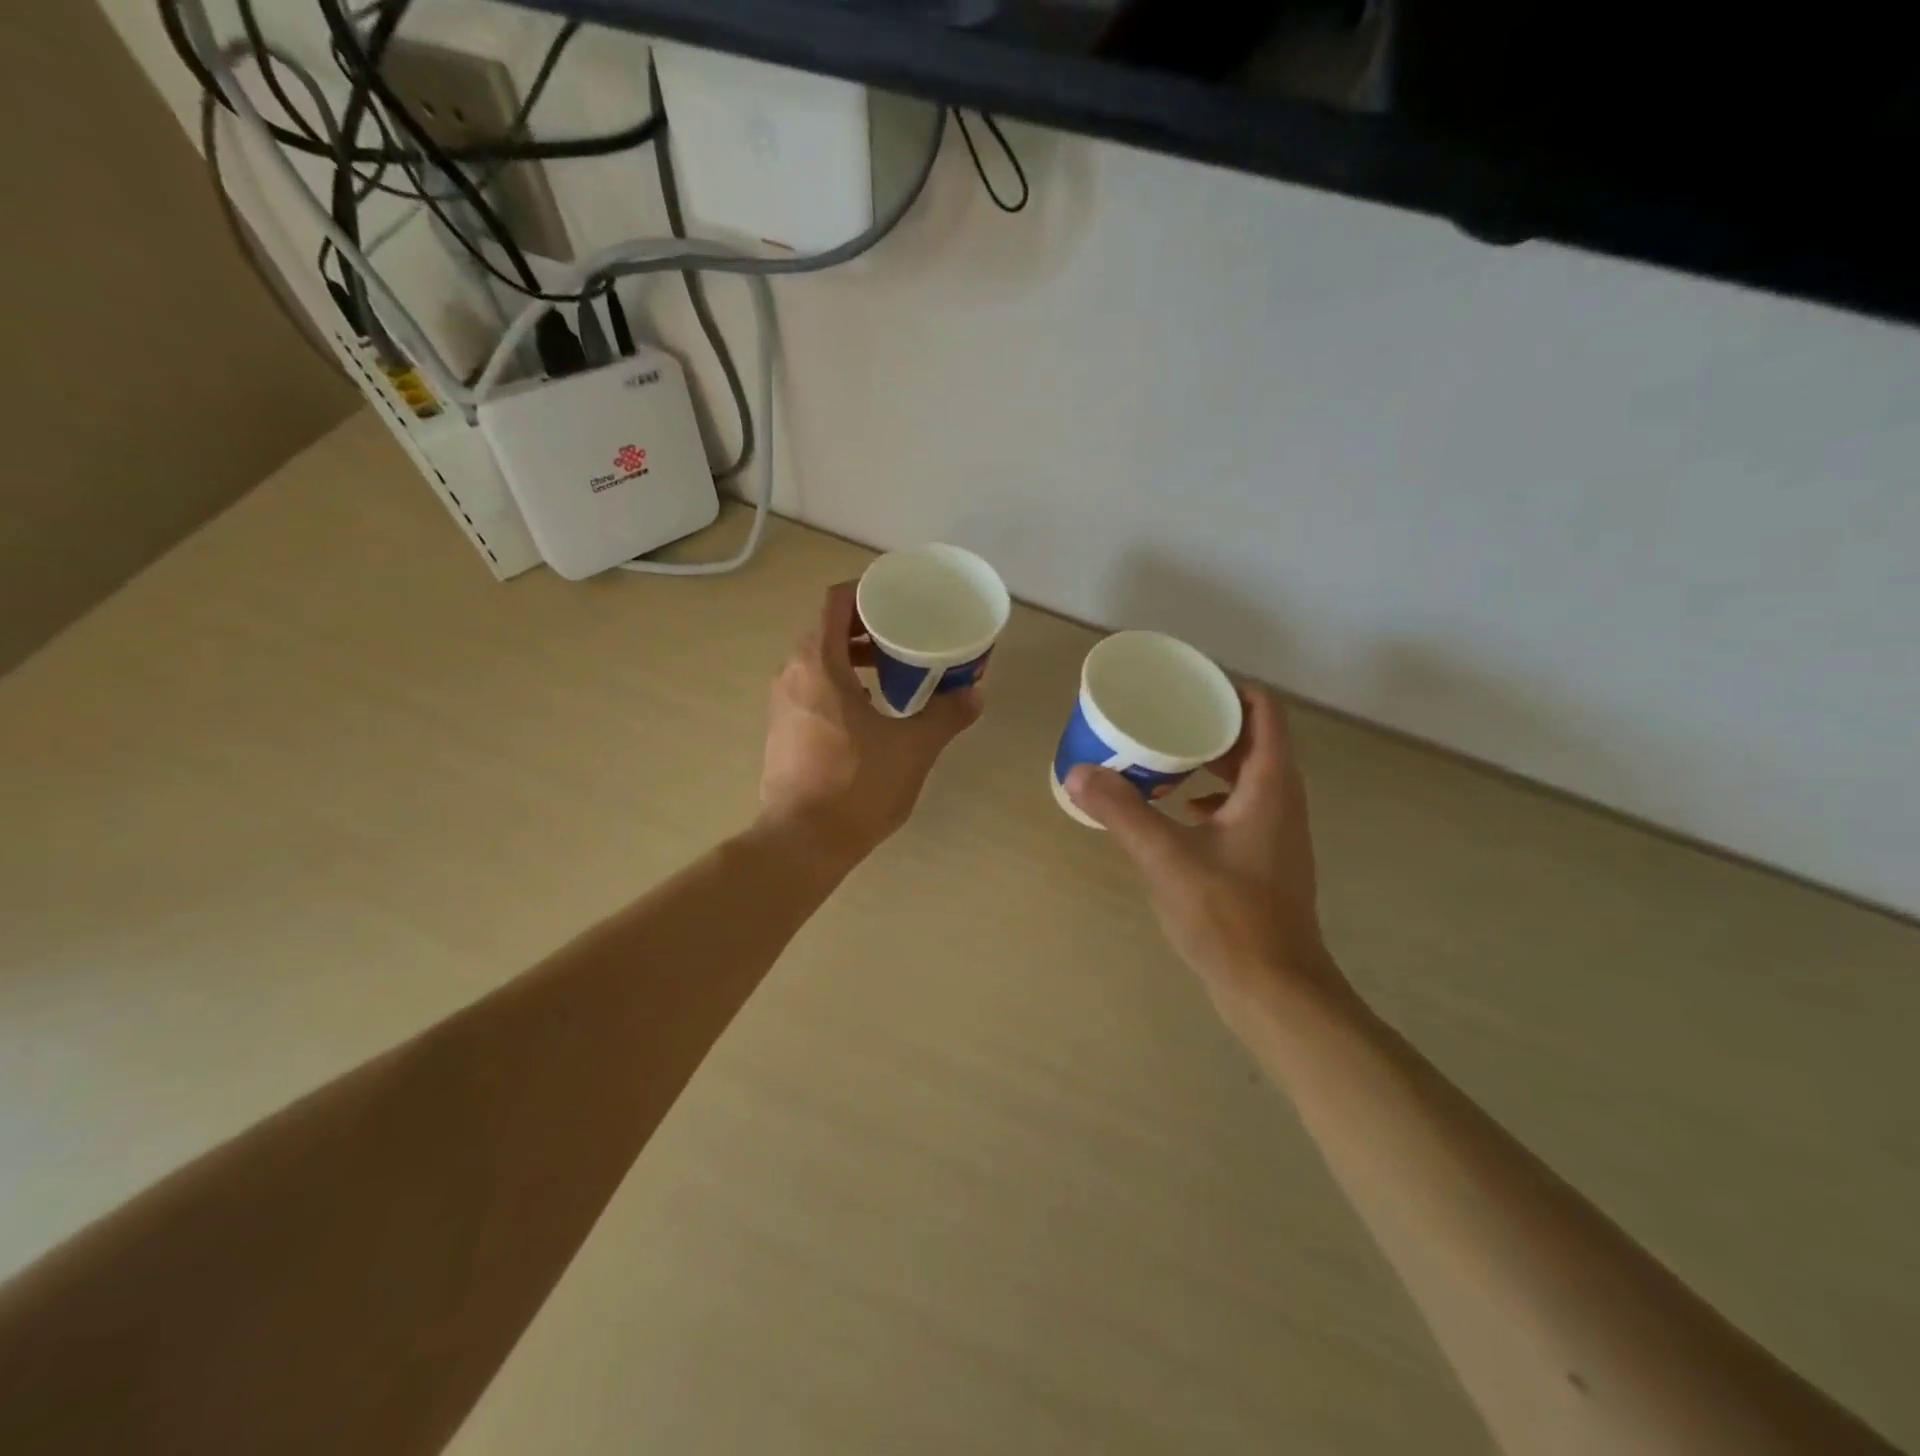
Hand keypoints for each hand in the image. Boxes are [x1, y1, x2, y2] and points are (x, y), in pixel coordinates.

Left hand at [759, 581, 982, 863]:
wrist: (802, 842)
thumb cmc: (856, 785)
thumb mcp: (913, 748)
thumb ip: (946, 715)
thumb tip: (974, 694)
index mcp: (818, 663)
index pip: (836, 602)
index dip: (868, 591)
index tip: (900, 599)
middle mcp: (792, 674)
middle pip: (828, 630)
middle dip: (868, 627)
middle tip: (908, 636)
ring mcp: (782, 704)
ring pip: (820, 661)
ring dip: (856, 658)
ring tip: (897, 672)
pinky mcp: (782, 730)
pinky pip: (813, 689)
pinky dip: (842, 684)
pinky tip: (873, 711)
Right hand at [1065, 687, 1349, 1014]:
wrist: (1274, 988)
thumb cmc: (1228, 914)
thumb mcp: (1166, 857)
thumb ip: (1121, 811)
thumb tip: (1078, 772)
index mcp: (1270, 785)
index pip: (1264, 711)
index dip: (1228, 688)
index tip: (1185, 684)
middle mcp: (1282, 799)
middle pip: (1253, 739)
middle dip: (1209, 722)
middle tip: (1162, 715)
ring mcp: (1278, 831)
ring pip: (1248, 774)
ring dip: (1209, 760)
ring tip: (1162, 756)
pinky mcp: (1267, 858)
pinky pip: (1241, 806)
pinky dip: (1210, 796)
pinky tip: (1176, 811)